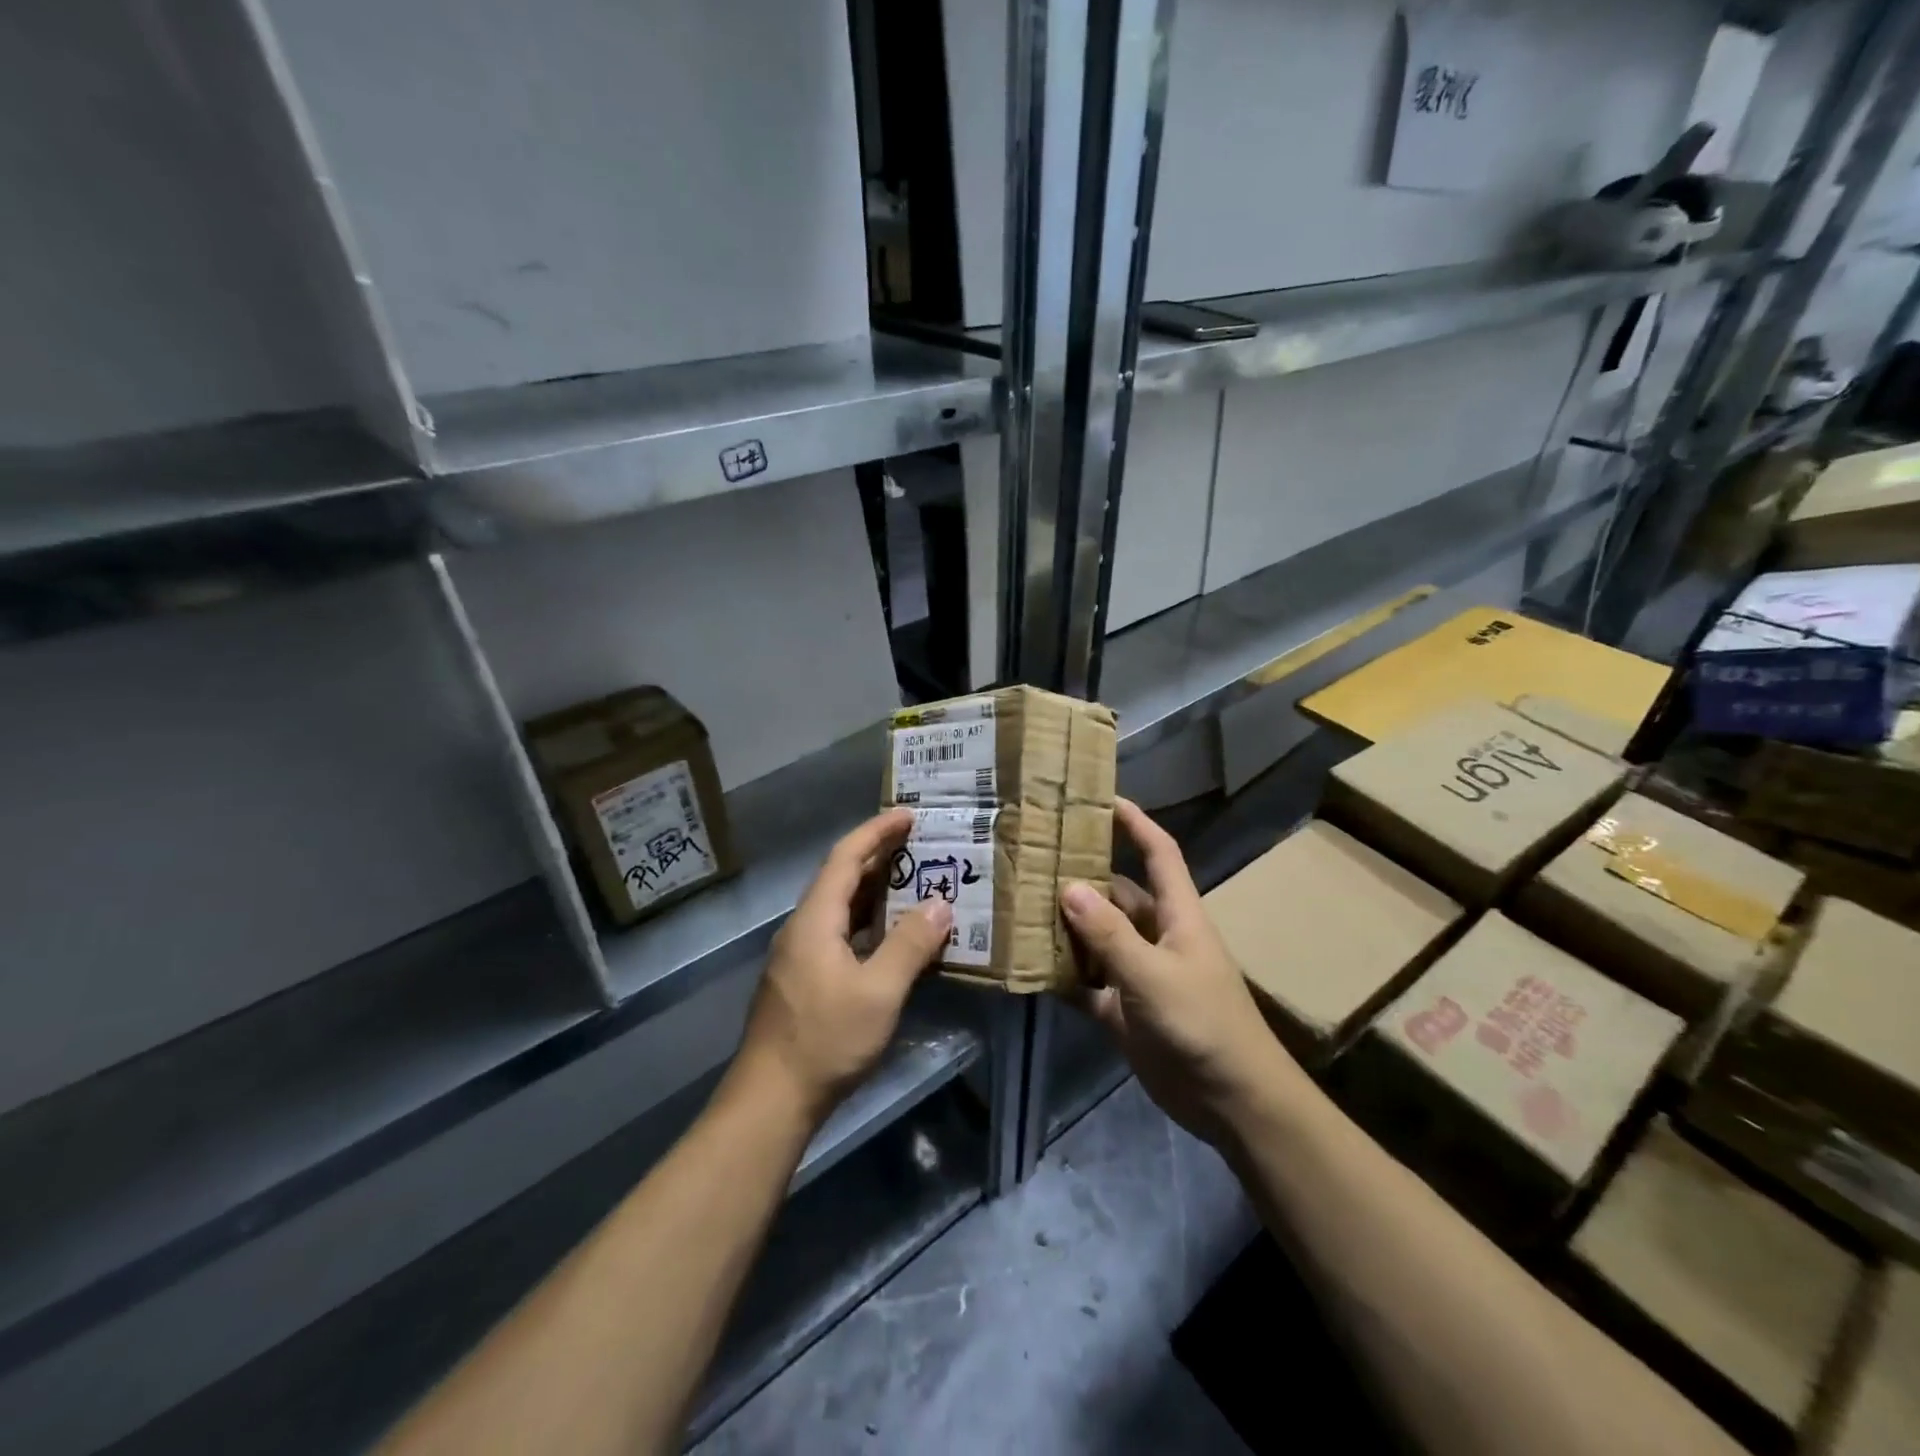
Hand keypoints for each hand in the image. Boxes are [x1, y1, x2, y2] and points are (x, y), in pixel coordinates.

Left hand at [734, 808, 951, 1124]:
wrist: (770, 1100)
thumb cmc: (825, 1040)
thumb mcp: (879, 992)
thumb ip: (911, 944)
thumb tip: (941, 903)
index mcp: (815, 920)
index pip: (845, 858)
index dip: (876, 832)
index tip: (907, 815)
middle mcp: (802, 928)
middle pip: (840, 877)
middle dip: (878, 855)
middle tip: (918, 843)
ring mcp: (799, 955)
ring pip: (839, 906)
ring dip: (873, 889)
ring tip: (911, 880)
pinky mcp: (803, 979)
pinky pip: (838, 931)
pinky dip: (867, 920)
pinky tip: (890, 934)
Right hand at [1061, 799, 1299, 1141]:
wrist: (1232, 1102)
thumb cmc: (1203, 1025)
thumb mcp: (1154, 975)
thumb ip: (1110, 934)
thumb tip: (1069, 886)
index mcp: (1177, 915)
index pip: (1159, 853)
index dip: (1135, 822)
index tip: (1100, 798)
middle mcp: (1156, 935)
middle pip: (1116, 894)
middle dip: (1080, 877)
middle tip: (1032, 859)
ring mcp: (1139, 972)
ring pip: (1096, 937)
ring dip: (1065, 926)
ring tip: (1017, 905)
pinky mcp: (1124, 1009)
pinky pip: (1087, 981)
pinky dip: (1063, 974)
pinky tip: (1027, 965)